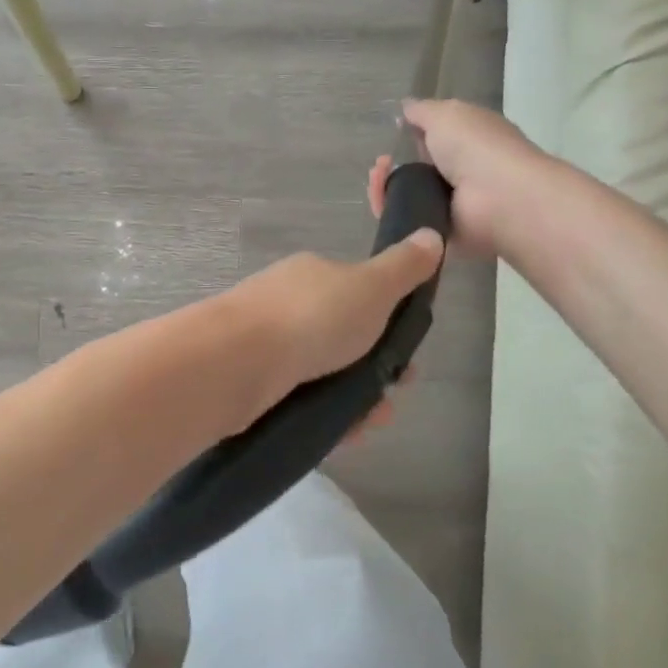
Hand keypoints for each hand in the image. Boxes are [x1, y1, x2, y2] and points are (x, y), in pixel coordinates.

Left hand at [219, 230, 443, 427]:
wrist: (236, 362)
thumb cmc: (312, 318)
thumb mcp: (370, 287)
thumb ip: (402, 267)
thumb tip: (430, 234)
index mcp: (310, 275)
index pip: (357, 295)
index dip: (388, 324)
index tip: (409, 356)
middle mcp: (284, 303)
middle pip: (339, 337)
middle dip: (373, 368)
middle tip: (392, 395)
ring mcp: (264, 343)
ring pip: (320, 372)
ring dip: (353, 398)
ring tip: (370, 421)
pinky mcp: (250, 381)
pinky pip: (297, 398)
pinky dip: (323, 414)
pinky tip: (341, 433)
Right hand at [367, 99, 546, 257]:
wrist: (498, 199)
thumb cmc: (476, 147)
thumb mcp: (446, 114)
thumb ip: (422, 111)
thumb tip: (405, 107)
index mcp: (468, 141)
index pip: (434, 138)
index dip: (411, 135)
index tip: (393, 134)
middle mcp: (460, 173)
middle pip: (414, 170)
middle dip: (390, 165)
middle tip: (380, 163)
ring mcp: (449, 205)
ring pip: (404, 196)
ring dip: (384, 186)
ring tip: (377, 179)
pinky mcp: (437, 231)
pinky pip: (404, 221)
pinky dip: (387, 211)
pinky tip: (380, 198)